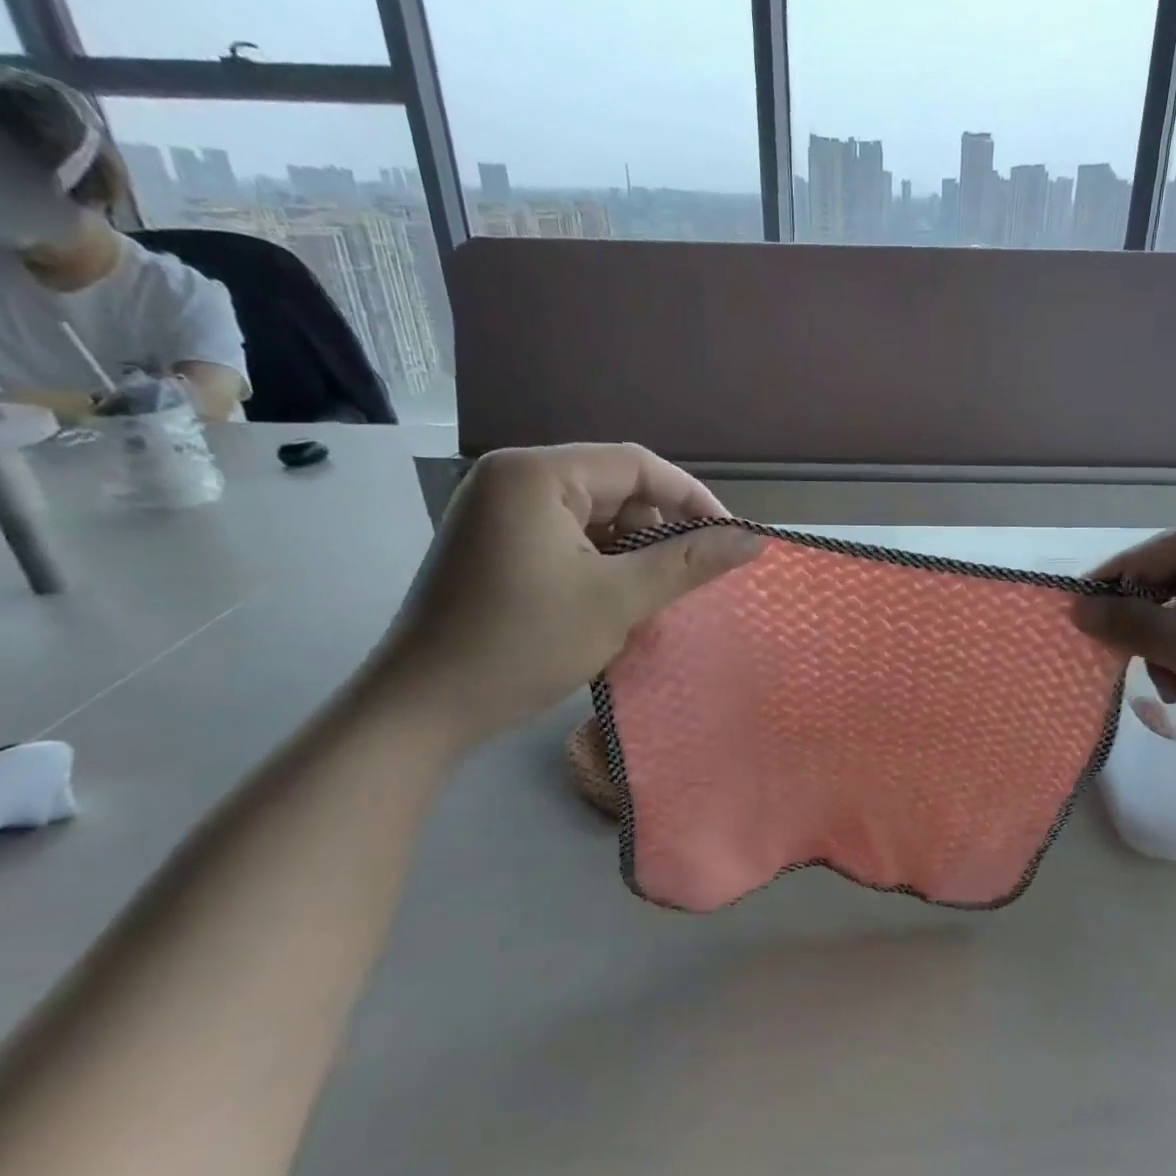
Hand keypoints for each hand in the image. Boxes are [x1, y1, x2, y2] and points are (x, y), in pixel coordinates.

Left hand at [368, 443, 759, 745]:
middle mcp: (512, 478)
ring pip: (592, 516)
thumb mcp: (618, 601)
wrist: (421, 710)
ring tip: (651, 595)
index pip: (637, 465)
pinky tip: (612, 600)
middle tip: (689, 577)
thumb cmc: (522, 645)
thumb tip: (754, 540)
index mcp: (536, 474)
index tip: (730, 539)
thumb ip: (690, 564)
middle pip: (613, 487)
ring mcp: (497, 511)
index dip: (693, 498)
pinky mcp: (493, 543)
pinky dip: (599, 563)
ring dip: (631, 551)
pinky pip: (566, 537)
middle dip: (659, 529)